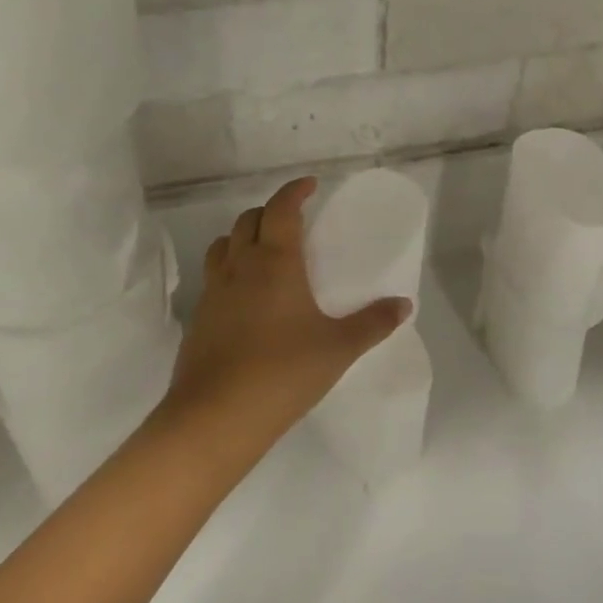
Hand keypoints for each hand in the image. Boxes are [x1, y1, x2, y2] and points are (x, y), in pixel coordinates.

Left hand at [169, 178, 410, 437]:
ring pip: (224, 245)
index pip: (281, 209)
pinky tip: (246, 297)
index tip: (310, 185)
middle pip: (248, 219)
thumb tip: (404, 305)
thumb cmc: (283, 372)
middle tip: (292, 221)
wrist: (215, 417)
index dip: (294, 191)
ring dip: (243, 236)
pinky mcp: (198, 318)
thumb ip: (373, 323)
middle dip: (270, 211)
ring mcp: (214, 292)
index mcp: (275, 261)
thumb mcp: (338, 348)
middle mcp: (240, 266)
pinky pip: (214, 277)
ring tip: (264, 250)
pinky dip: (230, 269)